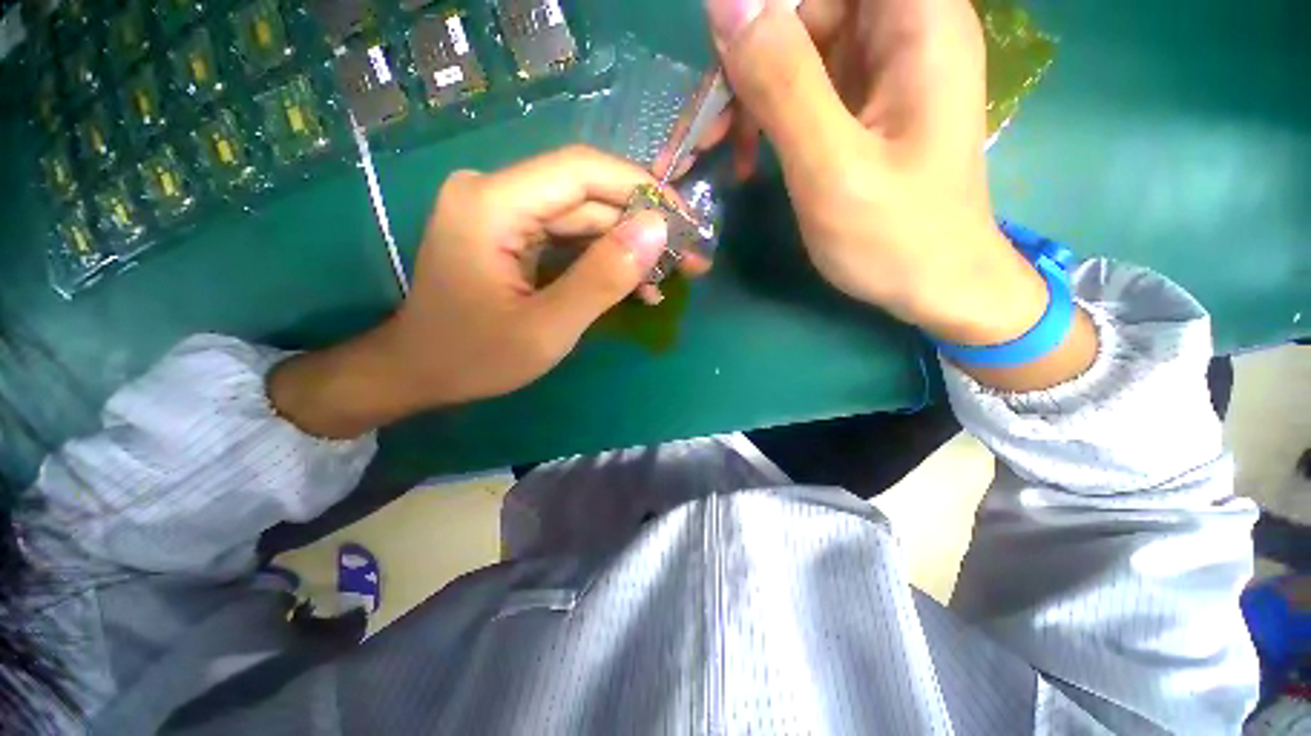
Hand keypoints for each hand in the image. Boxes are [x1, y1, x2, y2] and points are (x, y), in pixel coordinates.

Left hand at [270, 146, 709, 437]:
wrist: (420, 372)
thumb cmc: (476, 358)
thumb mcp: (548, 328)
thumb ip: (603, 278)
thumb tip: (658, 231)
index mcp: (493, 205)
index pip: (582, 171)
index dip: (641, 189)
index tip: (685, 222)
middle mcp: (495, 193)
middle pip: (587, 194)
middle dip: (642, 226)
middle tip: (689, 258)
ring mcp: (503, 212)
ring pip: (584, 217)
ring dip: (628, 247)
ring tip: (668, 278)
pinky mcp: (512, 233)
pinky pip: (569, 236)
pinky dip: (604, 259)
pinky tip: (635, 284)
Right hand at [691, 0, 1095, 388]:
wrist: (935, 285)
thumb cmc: (894, 237)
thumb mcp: (830, 167)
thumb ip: (781, 83)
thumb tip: (725, 3)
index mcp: (916, 21)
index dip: (767, 6)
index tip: (727, 58)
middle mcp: (902, 27)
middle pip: (805, 6)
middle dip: (747, 55)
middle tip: (706, 123)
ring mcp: (879, 66)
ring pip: (793, 45)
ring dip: (747, 92)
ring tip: (714, 146)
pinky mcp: (860, 102)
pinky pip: (799, 84)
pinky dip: (764, 115)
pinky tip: (744, 155)